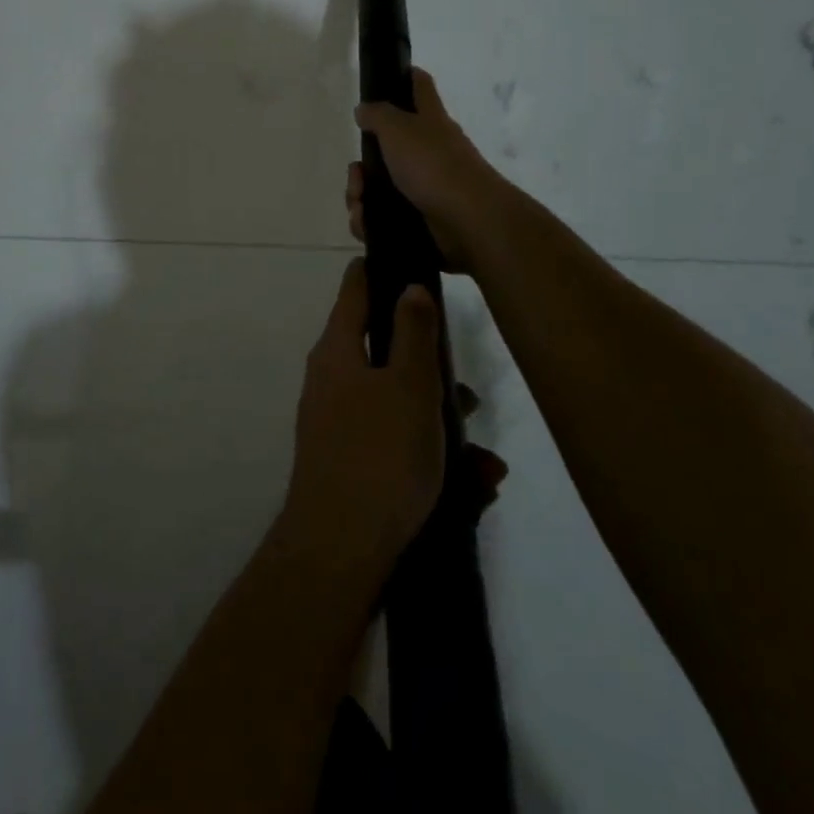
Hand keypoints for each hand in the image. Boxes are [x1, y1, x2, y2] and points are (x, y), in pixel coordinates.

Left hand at [281, 260, 445, 568]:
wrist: (340, 551)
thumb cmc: (380, 455)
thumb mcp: (409, 386)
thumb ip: (413, 332)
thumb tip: (409, 285)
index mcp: (337, 350)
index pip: (355, 288)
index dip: (381, 271)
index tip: (412, 263)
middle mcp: (330, 378)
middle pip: (383, 350)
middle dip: (429, 367)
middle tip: (465, 388)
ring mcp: (335, 422)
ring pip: (395, 402)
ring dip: (439, 422)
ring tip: (483, 460)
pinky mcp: (349, 461)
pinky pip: (394, 442)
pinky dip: (429, 455)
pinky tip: (473, 488)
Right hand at [349, 68, 507, 271]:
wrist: (469, 221)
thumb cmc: (434, 165)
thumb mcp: (399, 129)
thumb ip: (378, 115)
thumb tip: (364, 109)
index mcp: (429, 121)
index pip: (419, 86)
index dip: (404, 76)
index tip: (384, 77)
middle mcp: (429, 151)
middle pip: (386, 148)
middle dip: (362, 166)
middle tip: (357, 174)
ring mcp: (426, 186)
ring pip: (379, 186)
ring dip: (360, 196)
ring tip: (360, 206)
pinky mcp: (420, 218)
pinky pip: (384, 216)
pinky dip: (370, 221)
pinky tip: (367, 224)